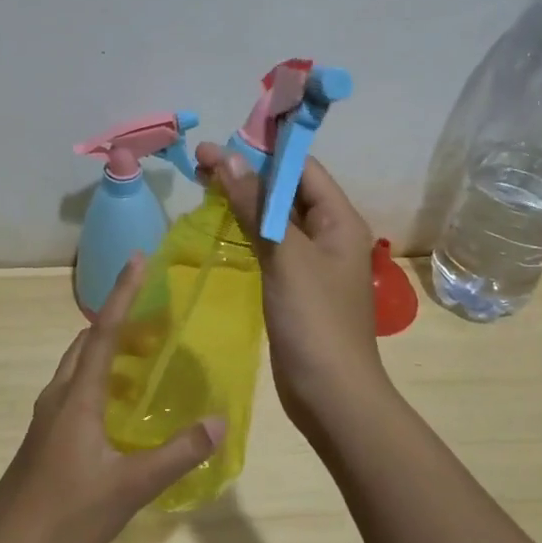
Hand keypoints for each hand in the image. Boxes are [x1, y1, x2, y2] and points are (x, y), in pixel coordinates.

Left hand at [0, 256, 225, 542]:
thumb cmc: (66, 516)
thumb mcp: (129, 487)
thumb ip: (176, 454)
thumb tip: (219, 421)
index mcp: (76, 397)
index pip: (102, 332)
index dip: (123, 294)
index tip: (139, 260)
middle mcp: (58, 398)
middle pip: (86, 344)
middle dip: (119, 324)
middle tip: (157, 323)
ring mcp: (46, 421)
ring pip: (78, 370)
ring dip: (107, 355)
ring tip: (145, 362)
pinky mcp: (43, 442)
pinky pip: (74, 394)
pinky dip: (100, 384)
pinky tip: (121, 413)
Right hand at [194, 142, 388, 433]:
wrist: (331, 396)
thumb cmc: (314, 322)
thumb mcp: (285, 257)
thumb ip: (257, 207)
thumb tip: (228, 159)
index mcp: (340, 220)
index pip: (302, 168)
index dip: (262, 152)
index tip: (217, 146)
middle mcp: (331, 235)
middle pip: (289, 190)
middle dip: (248, 174)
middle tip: (201, 163)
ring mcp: (314, 263)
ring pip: (278, 219)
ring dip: (246, 200)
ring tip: (205, 186)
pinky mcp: (297, 287)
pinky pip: (273, 246)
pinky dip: (249, 231)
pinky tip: (225, 227)